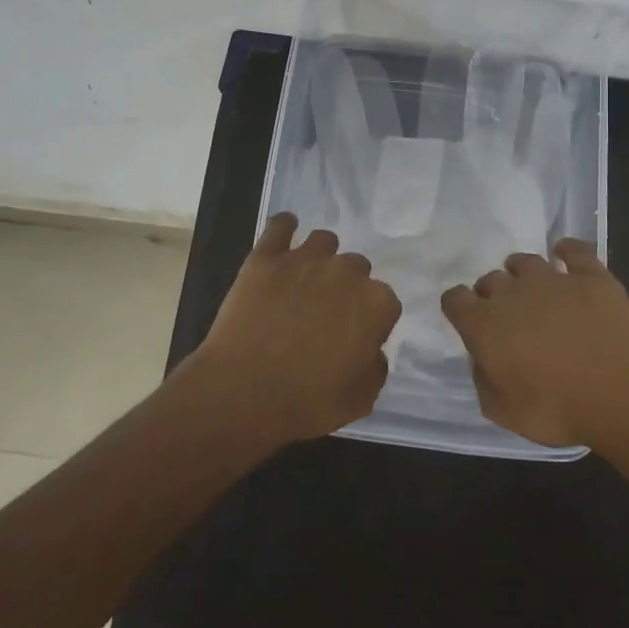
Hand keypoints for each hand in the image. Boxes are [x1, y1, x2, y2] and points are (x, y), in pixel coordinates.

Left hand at [190, 213, 400, 449]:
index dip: (371, 321)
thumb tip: (371, 349)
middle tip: (327, 314)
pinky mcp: (266, 257)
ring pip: (324, 241)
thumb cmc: (308, 402)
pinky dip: (284, 227)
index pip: (385, 302)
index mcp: (376, 303)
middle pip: (356, 268)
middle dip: (347, 287)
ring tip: (305, 280)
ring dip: (321, 258)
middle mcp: (346, 271)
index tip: (356, 338)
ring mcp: (304, 259)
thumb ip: (376, 366)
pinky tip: (284, 234)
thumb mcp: (361, 399)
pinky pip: (280, 225)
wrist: (243, 393)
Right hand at [440, 240, 628, 450]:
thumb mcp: (503, 413)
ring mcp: (552, 278)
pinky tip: (566, 258)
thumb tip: (483, 358)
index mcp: (484, 324)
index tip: (470, 323)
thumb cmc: (558, 410)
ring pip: (524, 260)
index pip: (454, 299)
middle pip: (490, 280)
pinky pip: (573, 249)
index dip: (459, 309)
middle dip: (494, 296)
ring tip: (535, 291)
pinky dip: (566, 251)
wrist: (623, 395)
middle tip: (510, 320)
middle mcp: (512, 292)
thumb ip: (484, 380)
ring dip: (522, 273)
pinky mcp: (590, 275)